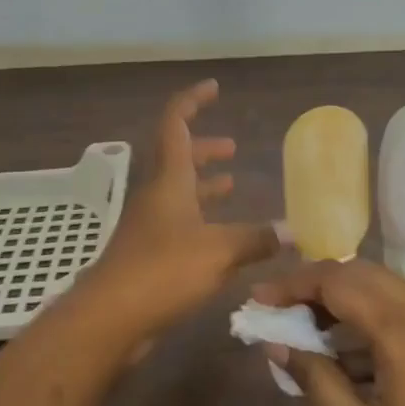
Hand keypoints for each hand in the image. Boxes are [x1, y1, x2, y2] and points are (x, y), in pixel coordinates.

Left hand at [72, 80, 278, 346]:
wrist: (110, 317)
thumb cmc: (163, 270)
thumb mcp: (219, 251)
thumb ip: (256, 239)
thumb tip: (295, 231)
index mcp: (169, 179)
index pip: (175, 123)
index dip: (193, 100)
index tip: (214, 87)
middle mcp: (156, 194)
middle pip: (177, 157)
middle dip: (204, 148)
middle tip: (232, 147)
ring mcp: (149, 225)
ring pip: (178, 192)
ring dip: (203, 184)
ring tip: (231, 185)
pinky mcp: (148, 254)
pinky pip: (178, 223)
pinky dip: (201, 220)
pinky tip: (222, 238)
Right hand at [250, 260, 404, 405]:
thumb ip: (317, 382)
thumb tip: (277, 343)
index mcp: (404, 333)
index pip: (338, 282)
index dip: (293, 285)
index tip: (259, 300)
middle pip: (361, 273)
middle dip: (316, 283)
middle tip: (279, 309)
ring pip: (382, 287)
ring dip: (341, 297)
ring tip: (304, 328)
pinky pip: (400, 311)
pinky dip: (366, 317)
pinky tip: (344, 355)